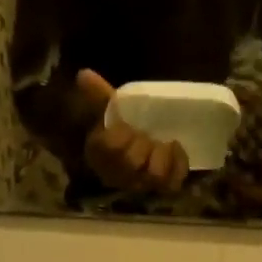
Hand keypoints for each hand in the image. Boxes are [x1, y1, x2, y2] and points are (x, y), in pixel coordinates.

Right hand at [74, 69, 189, 194]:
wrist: (133, 153)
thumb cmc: (119, 130)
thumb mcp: (110, 112)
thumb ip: (99, 95)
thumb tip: (83, 73)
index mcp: (100, 152)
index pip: (108, 147)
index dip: (121, 135)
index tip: (126, 126)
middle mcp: (117, 173)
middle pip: (131, 163)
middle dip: (143, 145)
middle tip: (146, 134)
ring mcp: (140, 183)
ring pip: (154, 176)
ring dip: (162, 156)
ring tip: (164, 142)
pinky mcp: (160, 188)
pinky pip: (172, 183)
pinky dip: (179, 164)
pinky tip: (176, 146)